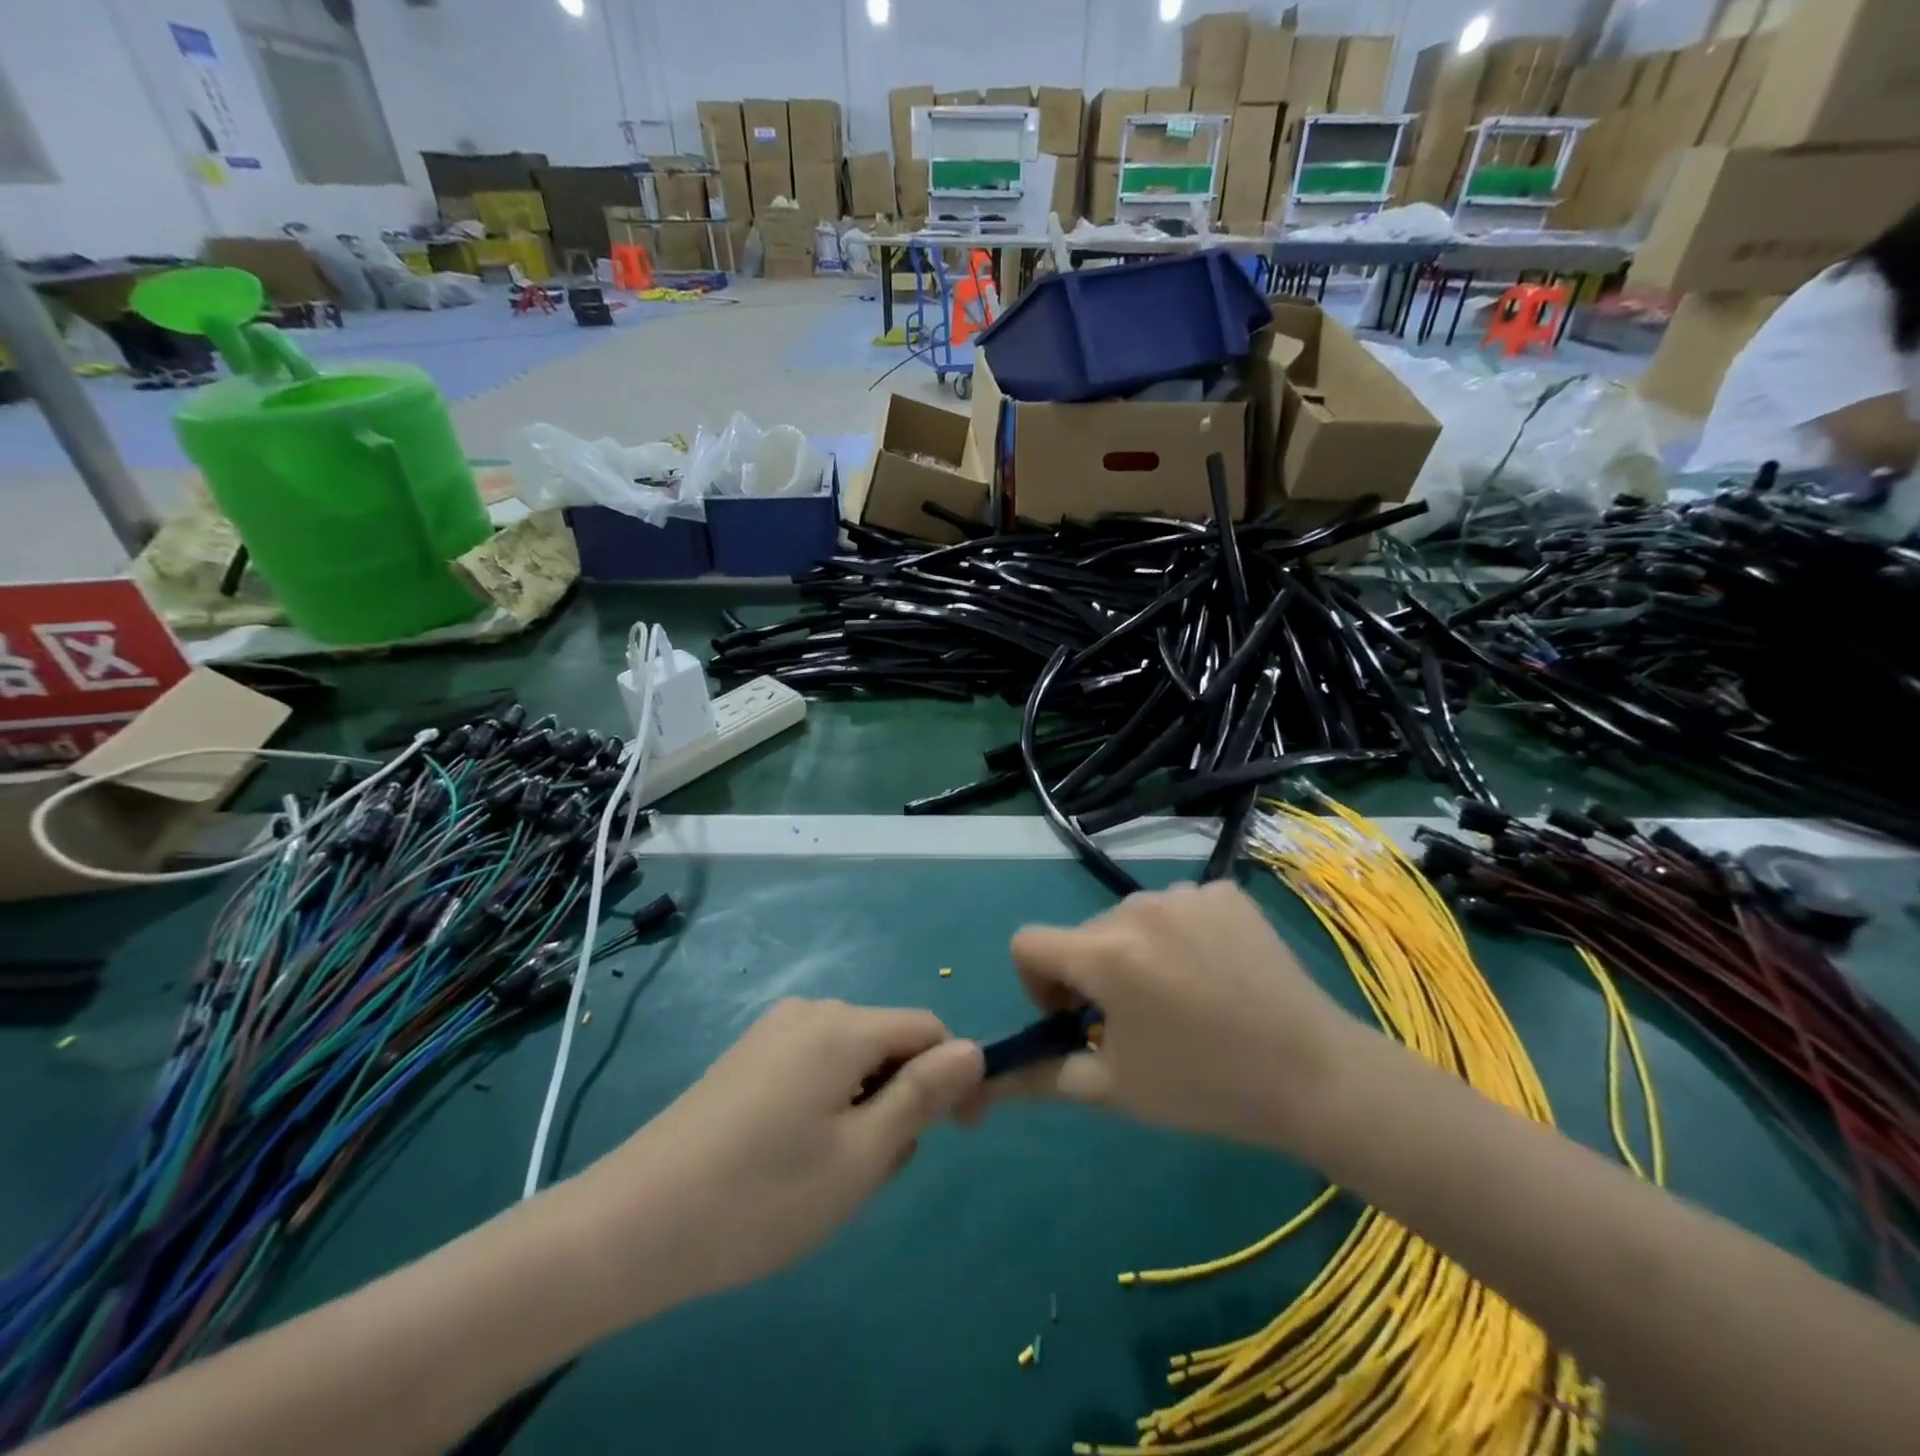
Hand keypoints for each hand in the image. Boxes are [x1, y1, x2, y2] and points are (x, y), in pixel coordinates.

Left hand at [574, 999, 982, 1307]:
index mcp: (843, 1026)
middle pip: (888, 1044)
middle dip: (898, 1100)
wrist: (632, 1225)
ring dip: (862, 1109)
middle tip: (868, 1172)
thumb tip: (973, 1050)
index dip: (951, 1077)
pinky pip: (814, 1065)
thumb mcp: (862, 1155)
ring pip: (852, 1059)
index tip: (948, 1136)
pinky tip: (791, 1159)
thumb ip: (924, 1094)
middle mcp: (811, 1011)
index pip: (929, 1029)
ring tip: (825, 1175)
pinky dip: (826, 1105)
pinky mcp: (747, 1055)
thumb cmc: (762, 1195)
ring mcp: (773, 1030)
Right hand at [990, 881, 1373, 1157]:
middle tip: (1137, 1023)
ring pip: (1132, 920)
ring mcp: (1186, 893)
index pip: (1028, 944)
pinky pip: (1180, 909)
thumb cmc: (1206, 1088)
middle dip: (1093, 975)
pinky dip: (1182, 937)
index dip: (1037, 984)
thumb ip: (1041, 1077)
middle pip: (1085, 935)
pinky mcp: (1226, 892)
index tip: (1075, 1019)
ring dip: (1138, 954)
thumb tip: (983, 1084)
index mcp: (1105, 952)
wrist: (1316, 1076)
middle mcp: (1137, 907)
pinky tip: (1217, 973)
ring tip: (1183, 998)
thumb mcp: (1114, 1089)